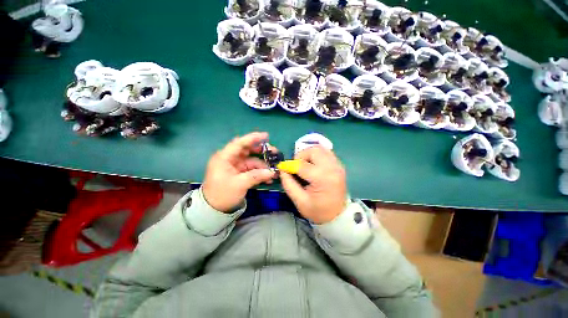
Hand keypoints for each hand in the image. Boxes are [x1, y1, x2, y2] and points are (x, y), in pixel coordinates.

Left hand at [203, 132, 275, 212]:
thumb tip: (272, 172)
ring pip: (252, 160)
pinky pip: (252, 169)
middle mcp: (230, 159)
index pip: (239, 143)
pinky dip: (260, 172)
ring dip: (263, 165)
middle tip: (274, 152)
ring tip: (274, 170)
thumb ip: (256, 176)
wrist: (214, 209)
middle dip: (261, 151)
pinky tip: (269, 178)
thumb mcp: (239, 184)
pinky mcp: (240, 173)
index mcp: (224, 157)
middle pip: (247, 150)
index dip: (253, 138)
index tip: (266, 136)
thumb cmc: (222, 194)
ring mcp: (236, 166)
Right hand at [280, 146, 346, 223]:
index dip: (289, 165)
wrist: (338, 216)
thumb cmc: (318, 211)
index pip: (302, 165)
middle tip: (296, 166)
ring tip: (304, 165)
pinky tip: (313, 164)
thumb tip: (282, 170)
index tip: (282, 168)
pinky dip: (317, 155)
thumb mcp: (299, 201)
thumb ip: (288, 184)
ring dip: (309, 153)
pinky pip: (326, 152)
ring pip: (320, 148)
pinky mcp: (339, 165)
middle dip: (301, 156)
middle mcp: (332, 168)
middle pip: (313, 151)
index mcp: (322, 178)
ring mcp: (337, 165)